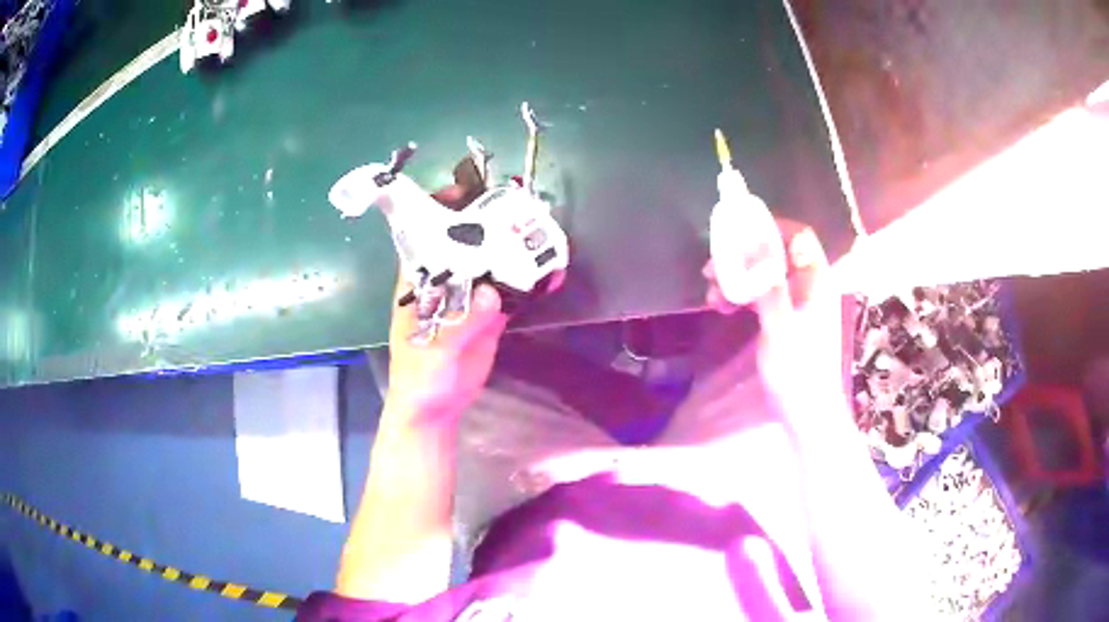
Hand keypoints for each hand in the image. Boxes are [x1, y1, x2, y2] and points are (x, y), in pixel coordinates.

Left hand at [384, 183, 564, 423]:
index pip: (426, 236)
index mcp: (419, 282)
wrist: (436, 410)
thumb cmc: (420, 380)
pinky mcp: (491, 315)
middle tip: (516, 209)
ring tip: (539, 234)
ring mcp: (470, 298)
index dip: (440, 210)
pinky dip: (529, 282)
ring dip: (513, 250)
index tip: (465, 193)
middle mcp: (445, 282)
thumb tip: (491, 293)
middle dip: (487, 224)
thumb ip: (459, 326)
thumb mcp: (433, 354)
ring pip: (491, 264)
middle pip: (466, 243)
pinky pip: (511, 292)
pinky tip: (550, 274)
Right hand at [703, 218, 852, 430]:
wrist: (806, 411)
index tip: (737, 232)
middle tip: (712, 267)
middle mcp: (808, 286)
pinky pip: (762, 295)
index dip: (770, 227)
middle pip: (776, 254)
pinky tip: (722, 307)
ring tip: (711, 293)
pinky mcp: (786, 319)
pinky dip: (742, 296)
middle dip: (743, 256)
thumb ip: (767, 284)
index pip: (798, 236)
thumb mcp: (779, 326)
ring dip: (737, 278)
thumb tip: (752, 244)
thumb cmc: (797, 370)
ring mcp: (797, 303)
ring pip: (764, 275)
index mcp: (816, 282)